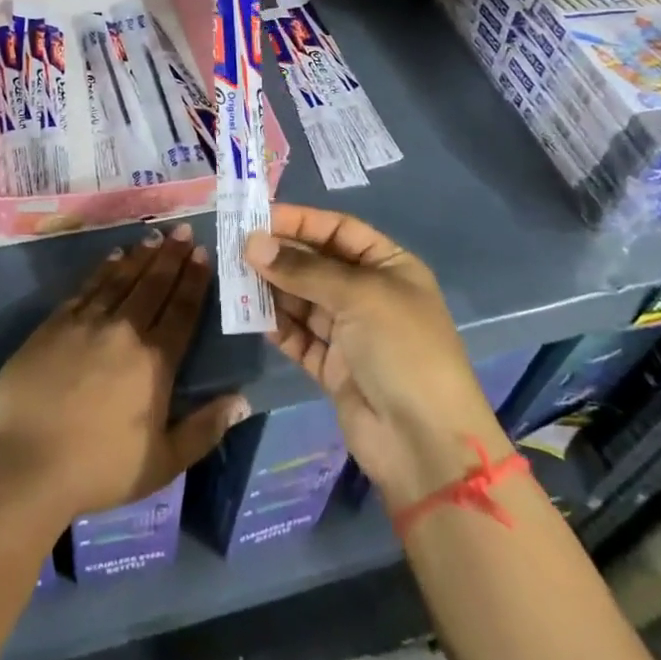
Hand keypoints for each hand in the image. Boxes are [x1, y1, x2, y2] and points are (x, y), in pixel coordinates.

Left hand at [0, 224, 248, 526]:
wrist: (23, 464)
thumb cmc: (98, 470)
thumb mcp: (163, 463)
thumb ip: (203, 430)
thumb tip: (241, 399)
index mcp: (154, 362)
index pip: (181, 311)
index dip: (194, 280)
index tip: (202, 253)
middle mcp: (124, 331)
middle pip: (153, 285)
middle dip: (171, 256)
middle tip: (183, 230)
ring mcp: (87, 323)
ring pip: (121, 279)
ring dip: (141, 256)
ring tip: (154, 236)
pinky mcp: (55, 324)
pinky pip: (87, 287)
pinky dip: (103, 269)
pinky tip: (113, 257)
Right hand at [246, 204, 503, 511]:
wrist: (425, 443)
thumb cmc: (402, 349)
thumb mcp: (358, 295)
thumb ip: (302, 269)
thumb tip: (252, 243)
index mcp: (390, 267)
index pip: (339, 230)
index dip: (301, 221)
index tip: (258, 216)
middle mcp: (370, 294)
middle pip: (317, 264)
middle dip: (280, 255)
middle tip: (237, 247)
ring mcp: (351, 333)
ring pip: (303, 300)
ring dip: (273, 289)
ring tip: (235, 277)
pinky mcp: (333, 368)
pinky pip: (299, 337)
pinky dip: (278, 326)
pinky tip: (252, 315)